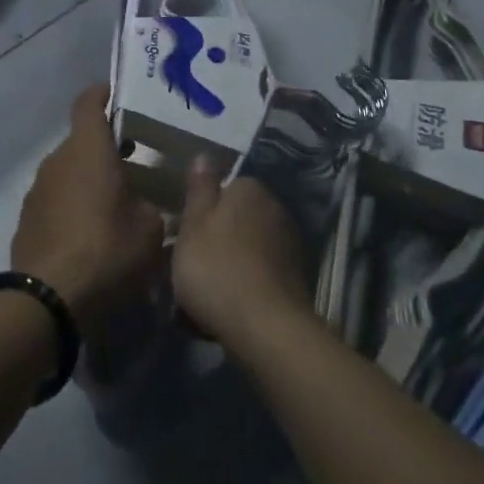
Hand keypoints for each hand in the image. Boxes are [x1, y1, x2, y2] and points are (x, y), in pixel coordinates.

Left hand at [11, 85, 165, 323]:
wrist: (48, 299)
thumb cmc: (106, 251)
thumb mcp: (150, 229)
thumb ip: (152, 204)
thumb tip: (146, 201)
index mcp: (88, 149)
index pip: (89, 102)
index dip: (104, 93)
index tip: (119, 95)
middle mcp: (58, 159)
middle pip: (82, 140)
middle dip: (107, 148)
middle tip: (135, 163)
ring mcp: (37, 189)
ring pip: (69, 171)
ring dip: (90, 179)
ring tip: (117, 203)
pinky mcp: (27, 218)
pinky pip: (56, 199)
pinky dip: (74, 205)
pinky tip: (92, 233)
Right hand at [171, 161, 309, 350]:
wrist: (266, 328)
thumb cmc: (216, 269)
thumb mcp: (192, 225)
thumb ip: (199, 189)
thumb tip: (205, 155)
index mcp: (249, 189)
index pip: (223, 189)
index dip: (202, 213)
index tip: (185, 237)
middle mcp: (275, 208)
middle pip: (237, 218)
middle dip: (218, 238)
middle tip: (192, 266)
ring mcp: (290, 244)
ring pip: (248, 248)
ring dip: (232, 264)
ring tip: (207, 295)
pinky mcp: (297, 279)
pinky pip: (261, 274)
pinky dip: (247, 286)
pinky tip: (230, 309)